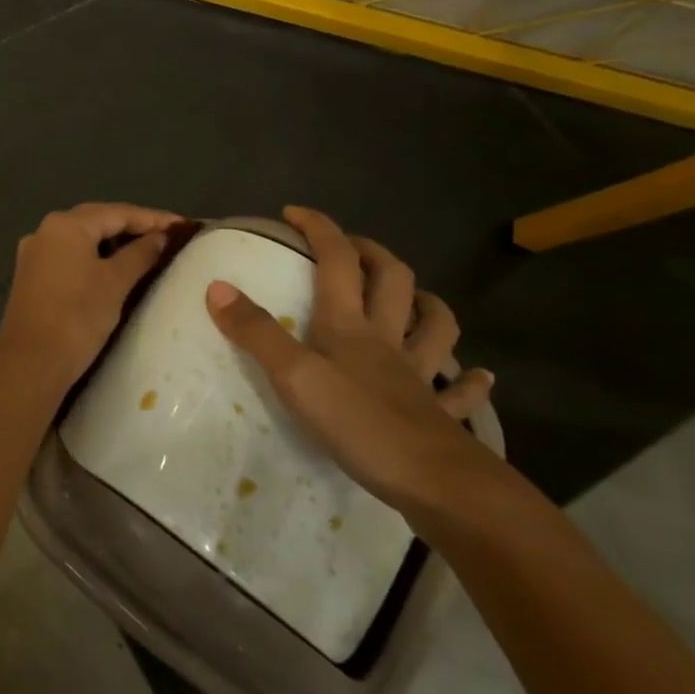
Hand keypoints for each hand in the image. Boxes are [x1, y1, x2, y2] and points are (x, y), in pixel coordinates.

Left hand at [0, 202, 184, 387]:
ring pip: (82, 238)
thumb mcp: (116, 282)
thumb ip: (140, 254)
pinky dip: (94, 257)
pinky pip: (70, 255)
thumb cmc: (77, 316)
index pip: (117, 212)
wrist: (31, 361)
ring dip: (113, 242)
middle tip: (167, 235)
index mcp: (65, 224)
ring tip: (146, 250)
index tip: (184, 225)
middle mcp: (45, 230)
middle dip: (133, 226)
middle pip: (97, 220)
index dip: (153, 218)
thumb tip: (160, 237)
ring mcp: (35, 253)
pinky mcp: (32, 275)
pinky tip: (113, 268)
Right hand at [205, 206, 498, 515]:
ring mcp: (418, 376)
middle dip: (372, 253)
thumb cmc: (357, 422)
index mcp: (349, 325)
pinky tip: (477, 376)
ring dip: (427, 304)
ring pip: (435, 327)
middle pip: (392, 280)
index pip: (337, 260)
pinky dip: (468, 380)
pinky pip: (458, 392)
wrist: (433, 480)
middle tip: (350, 247)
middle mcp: (387, 339)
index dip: (319, 229)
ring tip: (417, 298)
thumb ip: (256, 332)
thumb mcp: (293, 375)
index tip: (294, 213)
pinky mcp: (438, 414)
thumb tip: (217, 286)